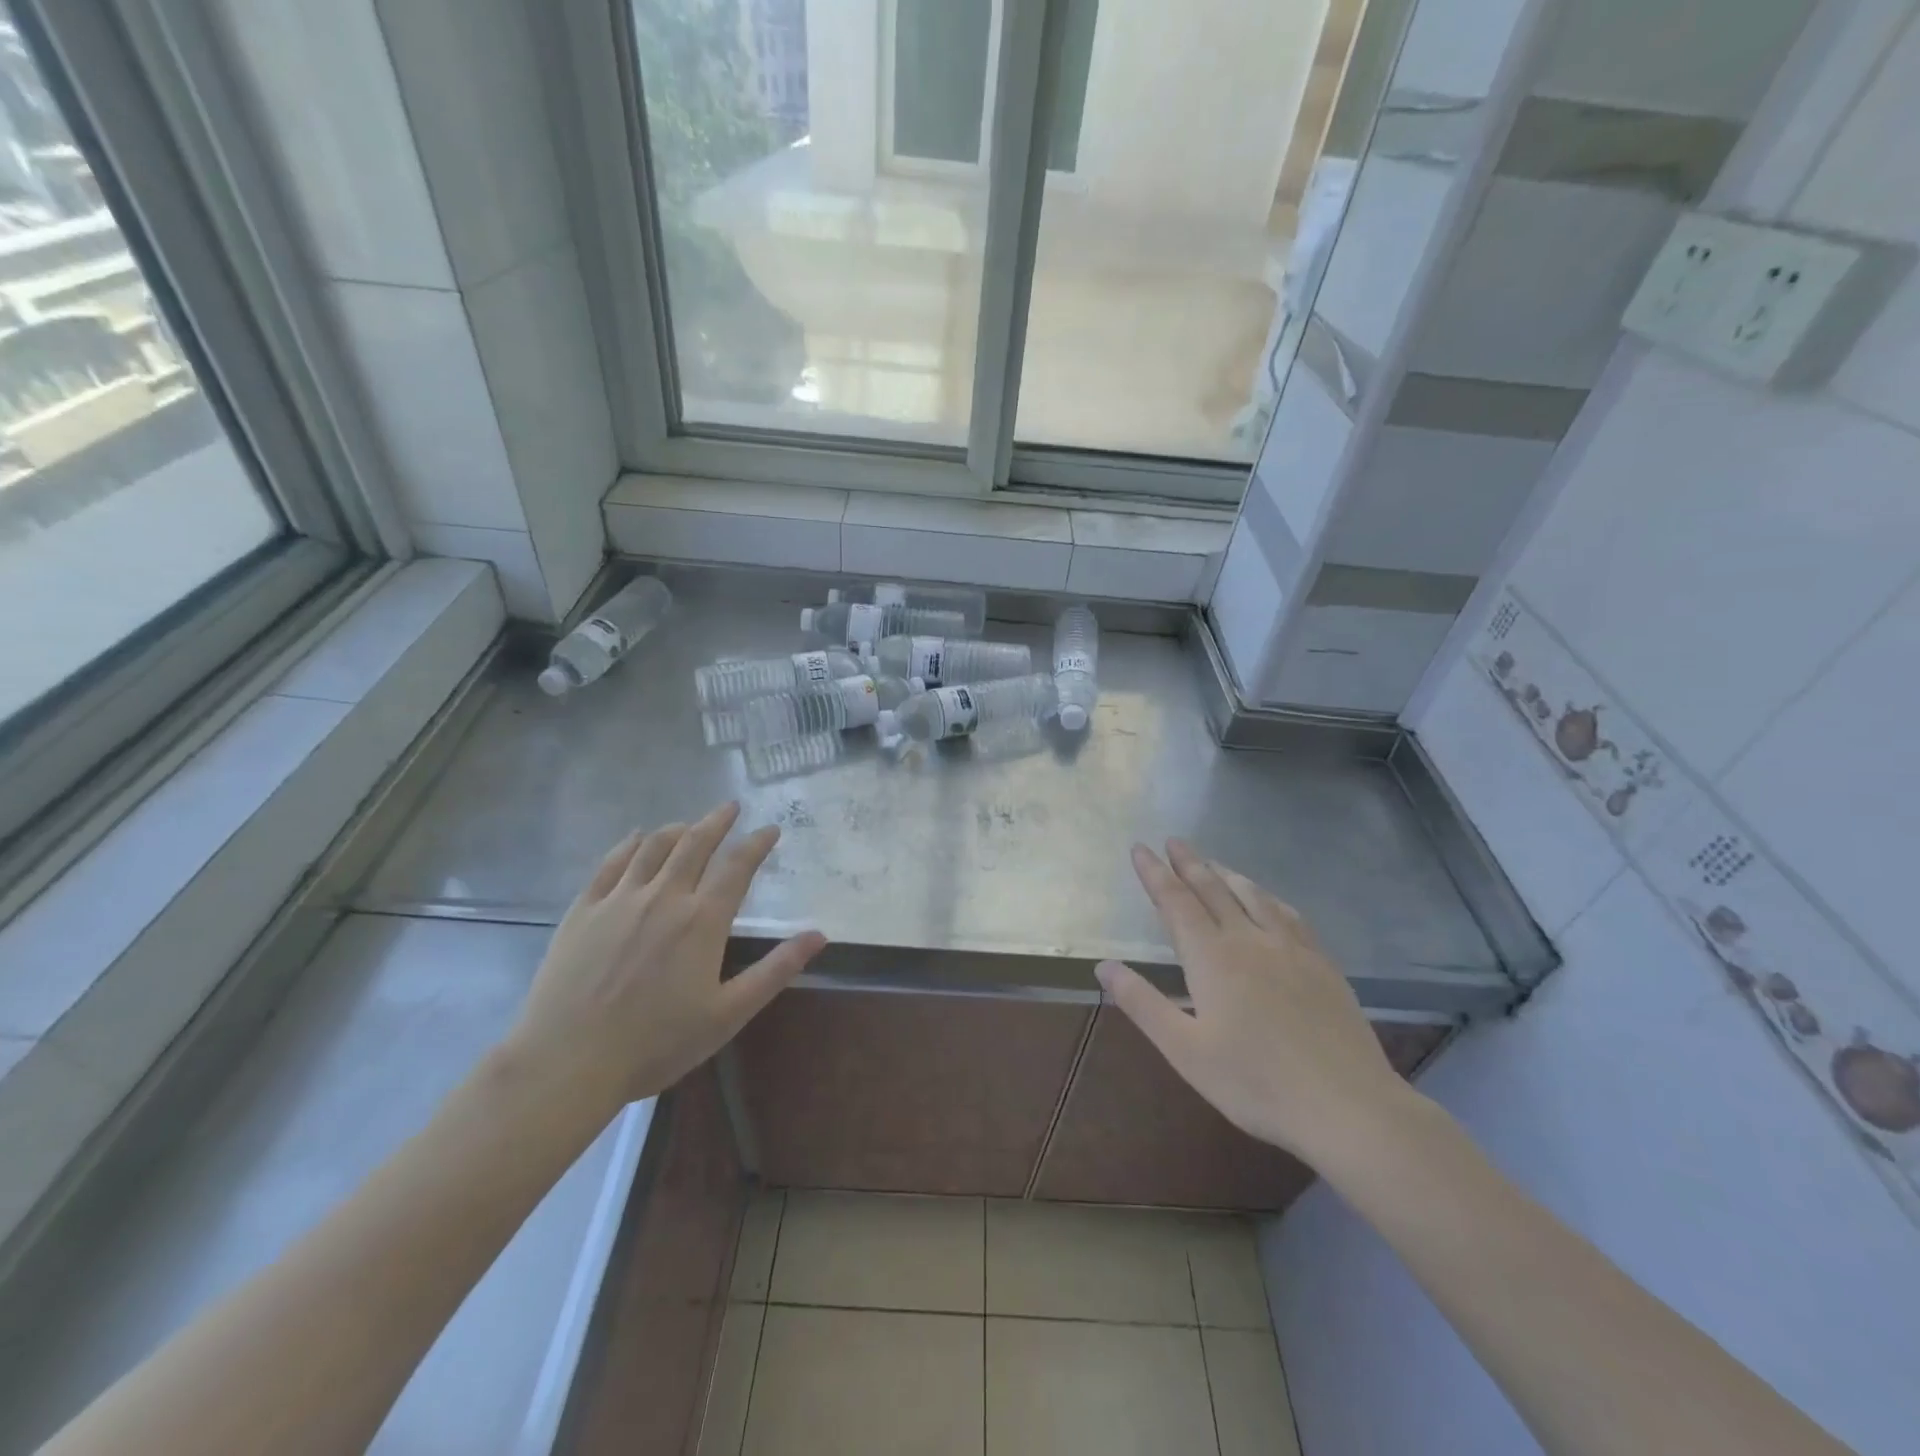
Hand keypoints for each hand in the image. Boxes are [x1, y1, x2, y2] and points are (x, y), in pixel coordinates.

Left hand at [500, 802, 825, 1125]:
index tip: (770, 829)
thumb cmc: (656, 1043)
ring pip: (654, 847)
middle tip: (731, 807)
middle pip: (695, 844)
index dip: (757, 843)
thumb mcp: (728, 1014)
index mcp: (702, 920)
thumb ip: (775, 970)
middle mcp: (664, 897)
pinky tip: (636, 838)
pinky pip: (610, 863)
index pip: (737, 866)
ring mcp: (619, 899)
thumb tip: (818, 935)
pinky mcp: (583, 910)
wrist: (567, 1062)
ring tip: (690, 824)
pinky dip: (629, 844)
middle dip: (717, 821)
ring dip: (677, 829)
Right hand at [1096, 840, 1413, 1163]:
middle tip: (1173, 841)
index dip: (1154, 873)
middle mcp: (1249, 940)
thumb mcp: (1184, 1050)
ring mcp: (1291, 949)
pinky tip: (1270, 900)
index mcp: (1211, 958)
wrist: (1347, 1106)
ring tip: (1212, 862)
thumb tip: (1104, 966)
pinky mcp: (1322, 964)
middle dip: (1189, 863)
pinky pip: (1289, 915)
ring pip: (1252, 896)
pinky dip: (1268, 897)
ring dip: (1227, 873)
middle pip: (1213, 889)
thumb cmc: (1255, 1083)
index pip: (1175, 902)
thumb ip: (1142, 1003)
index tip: (1140, 848)